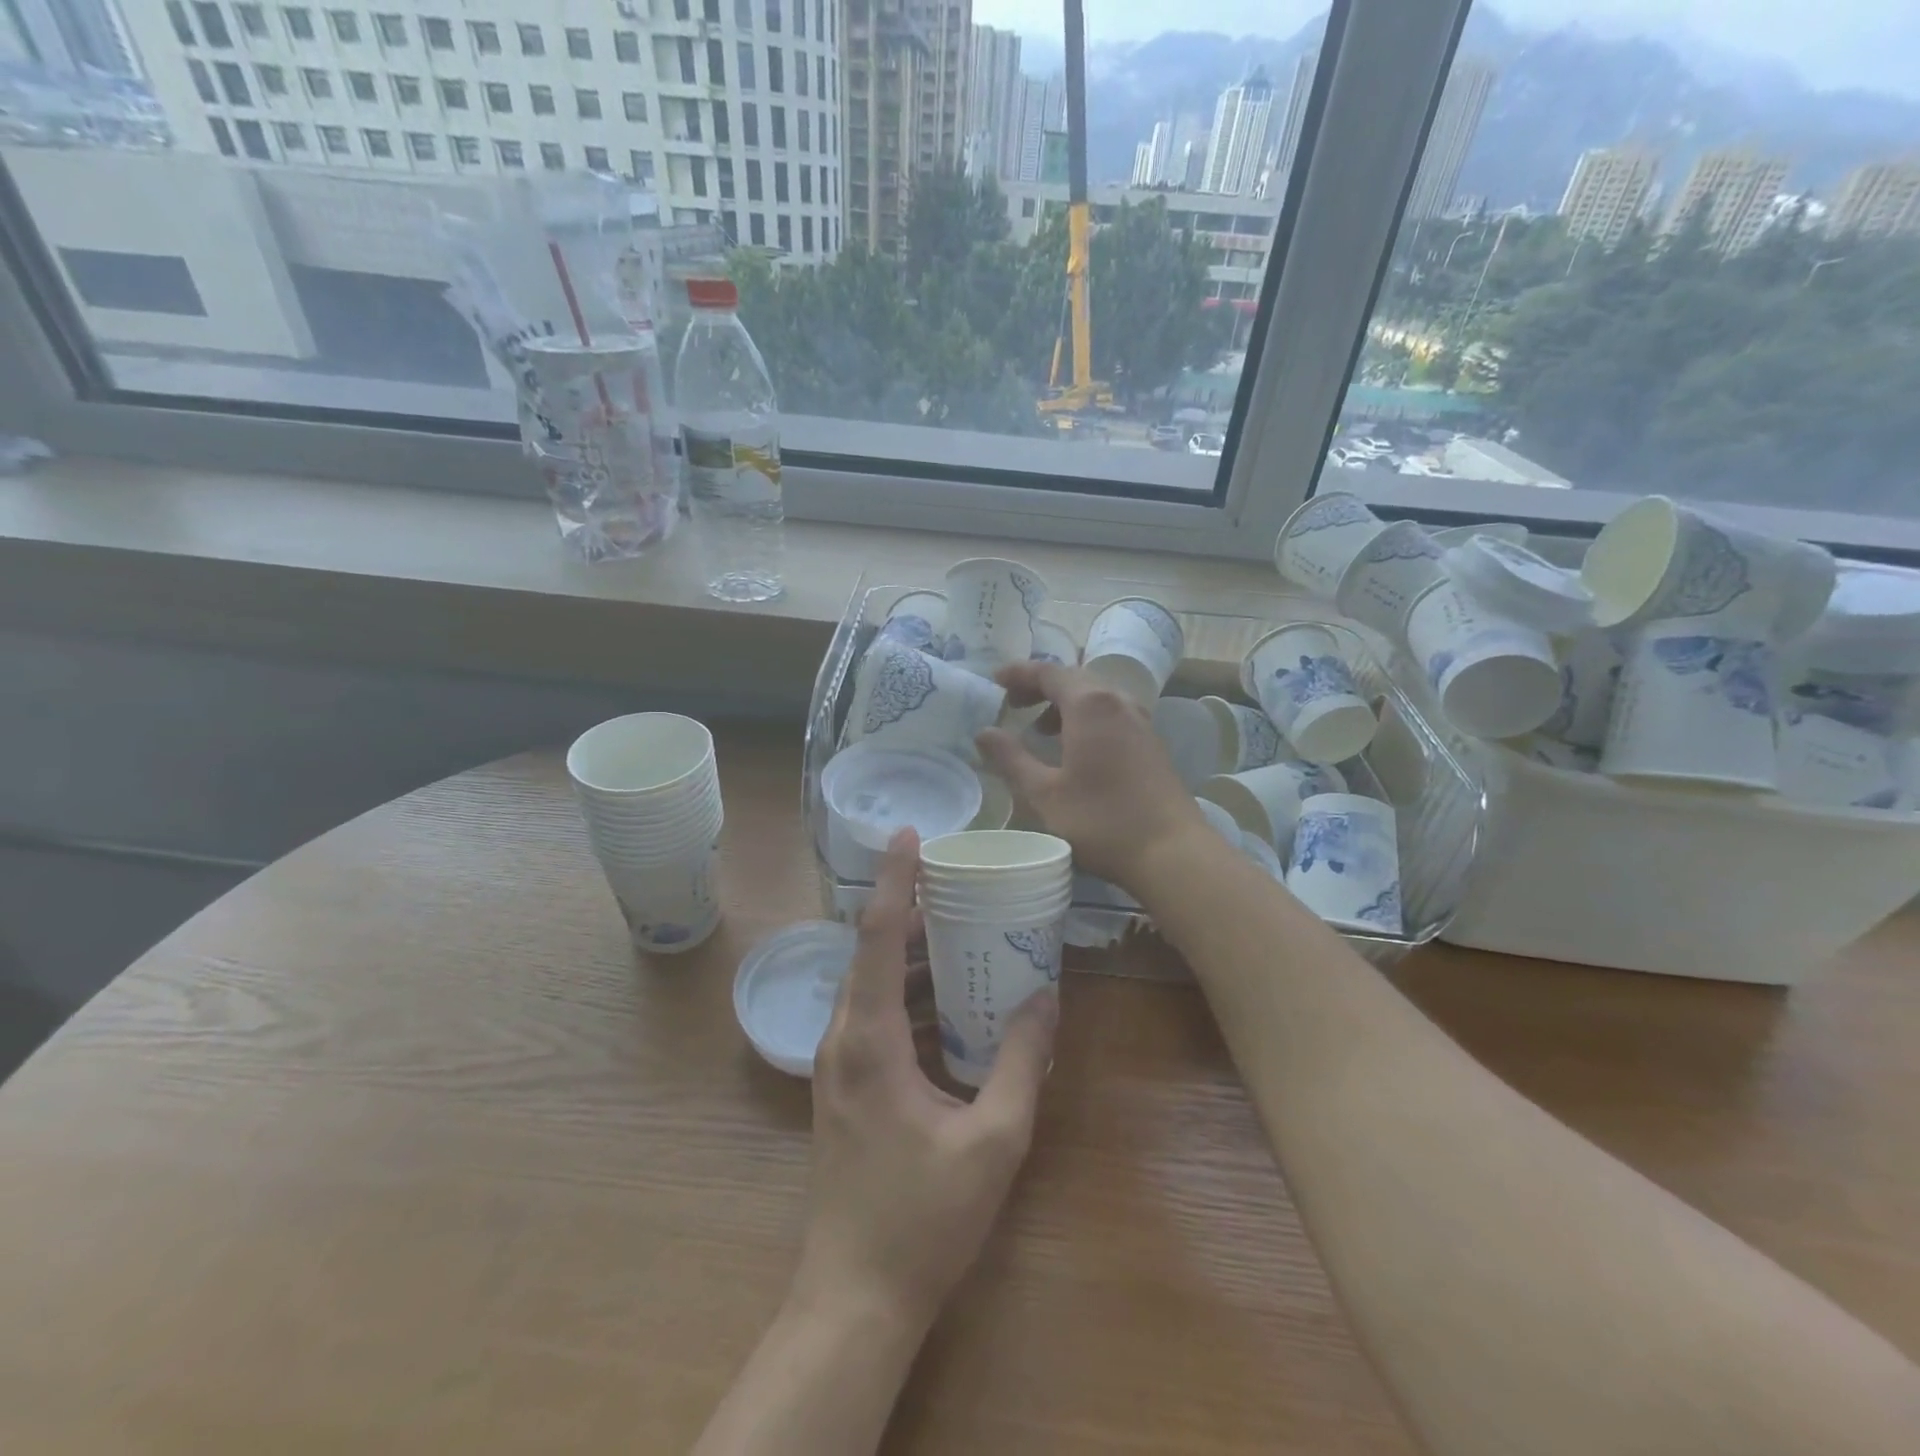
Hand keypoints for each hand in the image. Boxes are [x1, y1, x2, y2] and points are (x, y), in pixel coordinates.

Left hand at [798, 829, 1057, 1334]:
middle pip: (876, 954)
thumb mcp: (992, 1141)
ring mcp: (837, 1065)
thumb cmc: (923, 1219)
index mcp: (868, 1038)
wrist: (854, 1299)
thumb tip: (1044, 998)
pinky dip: (911, 998)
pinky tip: (951, 1007)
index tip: (909, 834)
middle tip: (964, 889)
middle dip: (916, 916)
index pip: (879, 935)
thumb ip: (1020, 1063)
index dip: (895, 880)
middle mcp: (842, 1039)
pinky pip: (875, 1019)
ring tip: (966, 940)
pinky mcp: (844, 1087)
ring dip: (916, 960)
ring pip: (874, 988)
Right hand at [977, 662, 1209, 891]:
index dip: (1019, 674)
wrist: (1172, 852)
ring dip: (1064, 704)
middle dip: (1040, 687)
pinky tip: (1075, 749)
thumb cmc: (1102, 820)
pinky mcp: (1152, 743)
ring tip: (1040, 730)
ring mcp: (1141, 722)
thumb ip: (1011, 759)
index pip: (1048, 673)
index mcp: (1090, 705)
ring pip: (1096, 697)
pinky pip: (1112, 714)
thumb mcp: (1044, 794)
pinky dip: (1086, 718)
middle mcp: (1118, 702)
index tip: (994, 681)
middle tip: (1012, 704)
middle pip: (1074, 679)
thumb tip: (984, 733)